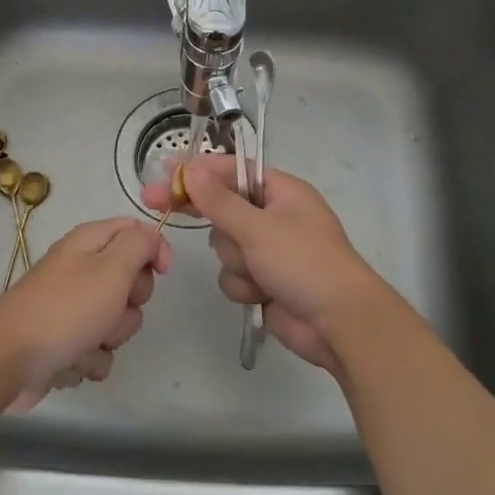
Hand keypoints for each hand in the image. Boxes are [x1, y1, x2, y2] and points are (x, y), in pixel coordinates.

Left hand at [0, 218, 169, 409]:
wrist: (8, 361)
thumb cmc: (65, 310)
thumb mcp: (111, 268)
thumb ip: (139, 245)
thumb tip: (152, 239)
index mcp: (89, 243)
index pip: (135, 231)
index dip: (154, 249)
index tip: (162, 273)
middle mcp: (80, 270)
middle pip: (130, 282)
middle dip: (129, 304)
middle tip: (111, 308)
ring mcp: (71, 308)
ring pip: (116, 322)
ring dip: (108, 338)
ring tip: (85, 342)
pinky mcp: (65, 342)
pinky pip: (96, 351)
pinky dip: (88, 360)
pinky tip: (69, 361)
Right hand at [141, 154, 400, 371]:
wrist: (339, 323)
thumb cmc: (304, 262)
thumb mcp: (258, 227)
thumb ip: (219, 201)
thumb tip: (191, 170)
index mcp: (281, 191)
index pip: (232, 171)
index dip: (198, 170)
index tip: (164, 172)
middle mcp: (273, 216)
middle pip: (222, 207)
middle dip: (205, 215)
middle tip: (155, 203)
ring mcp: (268, 250)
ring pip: (224, 246)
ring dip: (235, 261)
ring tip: (258, 271)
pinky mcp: (263, 281)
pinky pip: (233, 274)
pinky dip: (244, 285)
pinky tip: (262, 294)